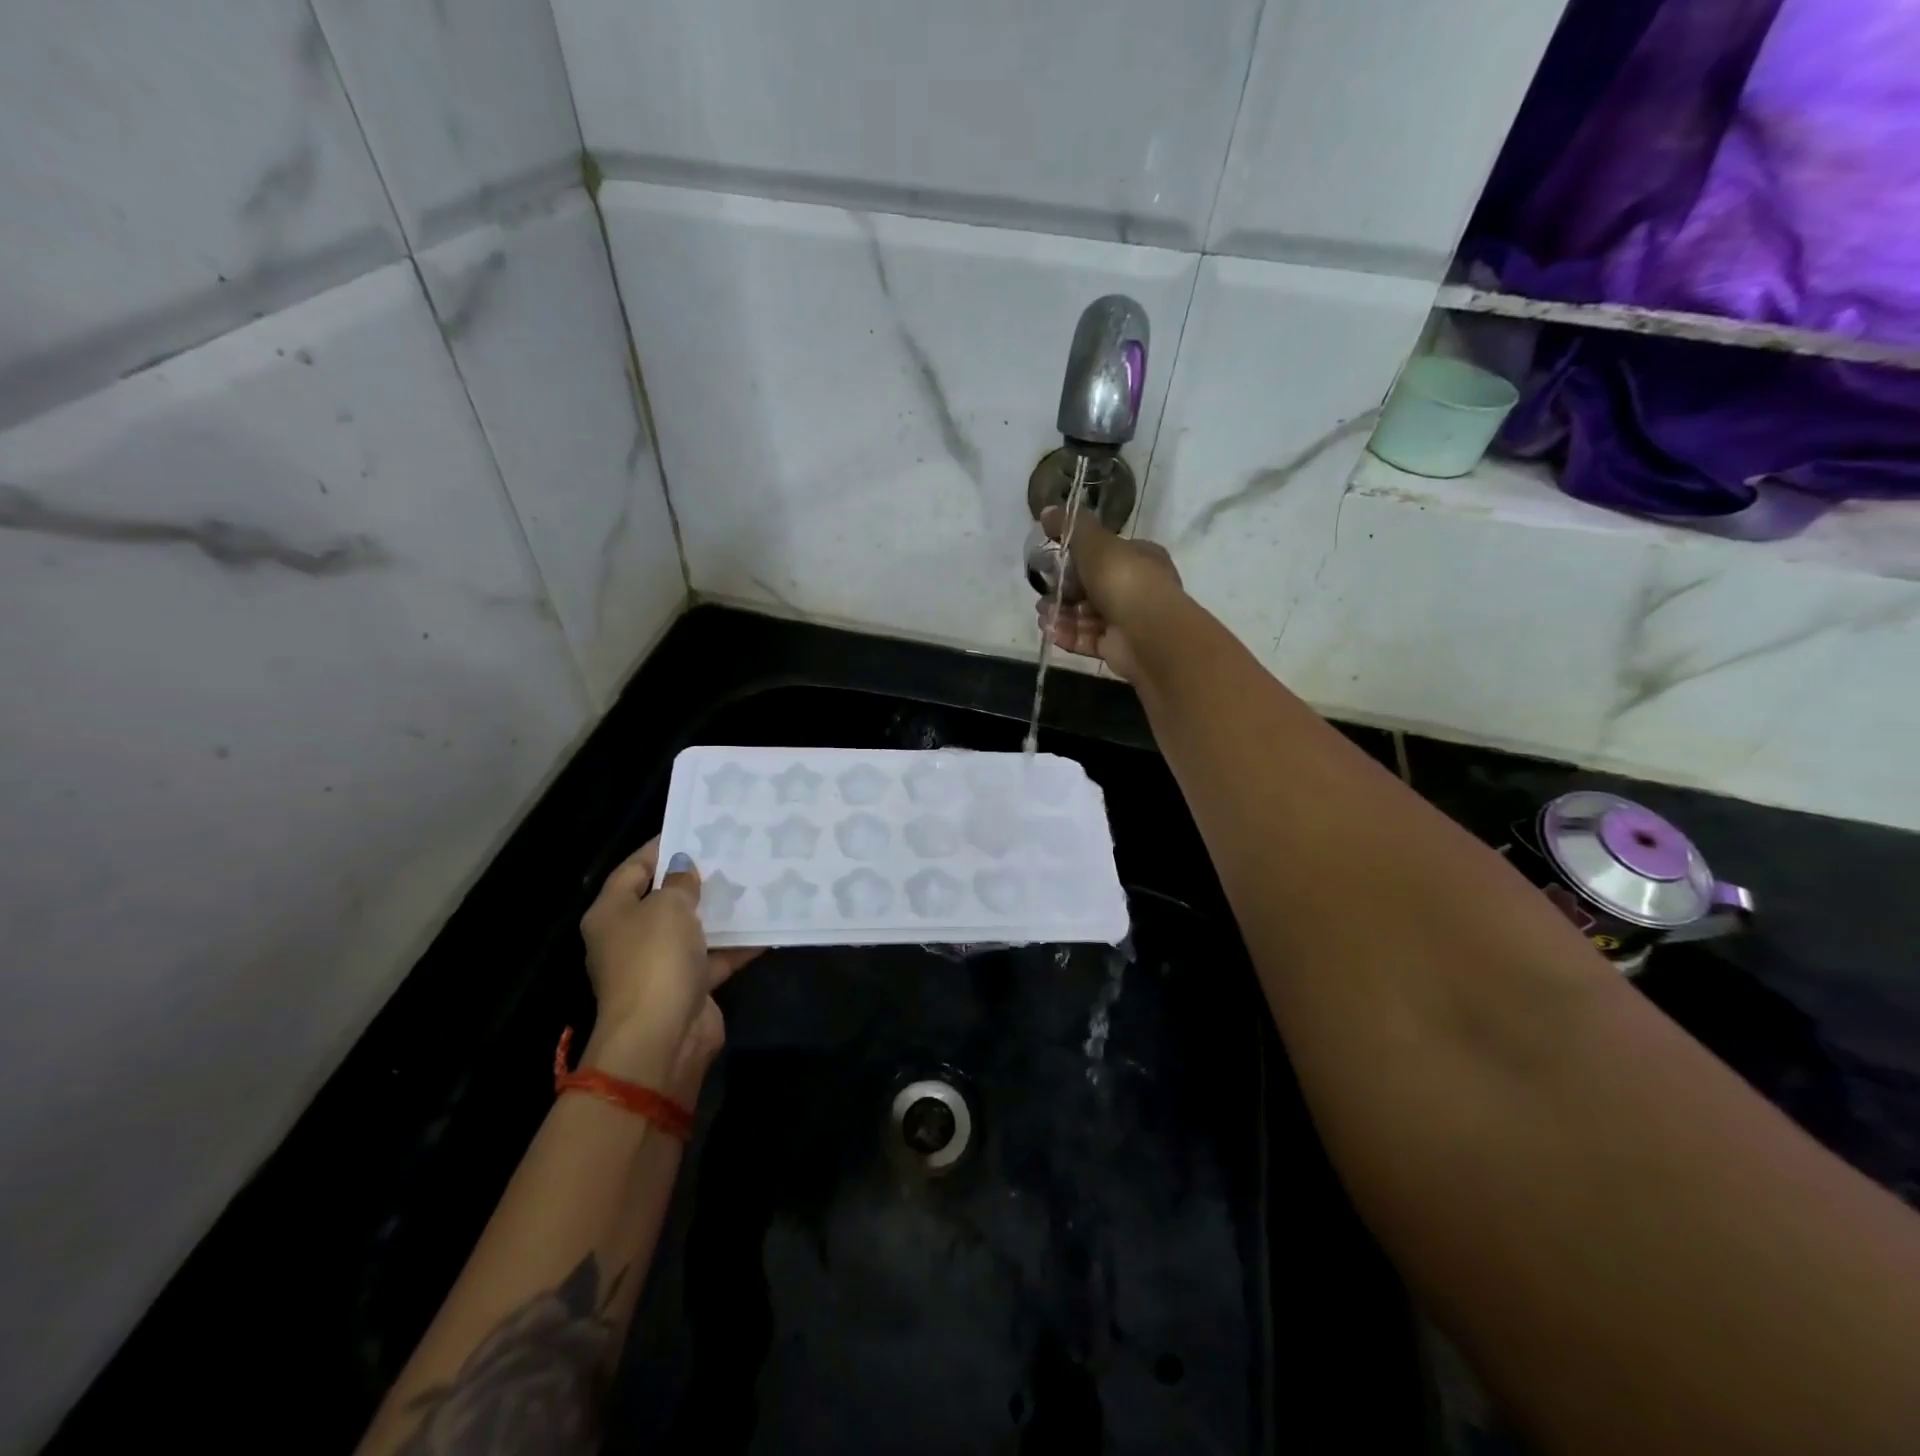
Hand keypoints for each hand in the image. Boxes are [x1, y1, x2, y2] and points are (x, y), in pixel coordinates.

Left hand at [578, 838, 760, 1101]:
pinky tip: (768, 924)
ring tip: (754, 881)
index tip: (695, 829)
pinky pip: (715, 956)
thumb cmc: (655, 959)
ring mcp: (660, 964)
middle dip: (696, 879)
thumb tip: (683, 866)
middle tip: (731, 853)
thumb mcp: (668, 907)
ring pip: (693, 928)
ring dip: (720, 911)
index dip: (660, 848)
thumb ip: (680, 881)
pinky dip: (738, 943)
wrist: (662, 1036)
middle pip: (664, 899)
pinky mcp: (689, 986)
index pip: (633, 869)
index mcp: (612, 913)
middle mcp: (631, 937)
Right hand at [1034, 506, 1183, 680]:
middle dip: (1063, 590)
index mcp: (1139, 558)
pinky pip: (1088, 638)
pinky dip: (1069, 634)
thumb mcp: (1095, 543)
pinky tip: (1050, 632)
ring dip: (1062, 613)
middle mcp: (1135, 587)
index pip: (1103, 554)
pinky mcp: (1117, 647)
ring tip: (1042, 614)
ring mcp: (1127, 620)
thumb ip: (1071, 526)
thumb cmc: (1124, 580)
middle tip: (1041, 592)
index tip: (1050, 562)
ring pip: (1087, 615)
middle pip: (1091, 586)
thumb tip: (1047, 510)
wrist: (1149, 634)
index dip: (1076, 557)